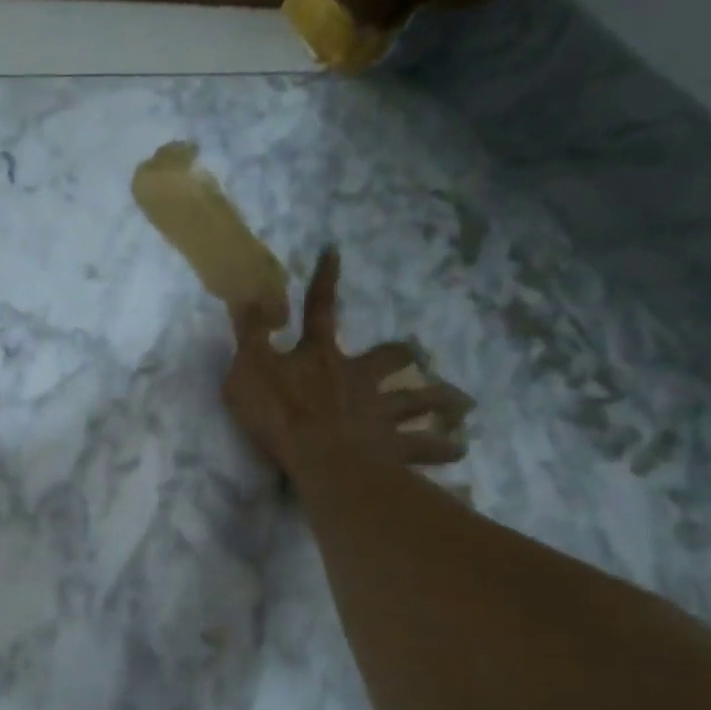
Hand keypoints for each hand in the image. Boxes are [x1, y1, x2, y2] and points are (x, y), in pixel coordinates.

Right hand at [223, 247, 471, 477]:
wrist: (320, 458)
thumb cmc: (279, 414)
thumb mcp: (248, 368)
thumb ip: (251, 334)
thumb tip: (249, 294)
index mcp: (321, 356)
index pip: (319, 309)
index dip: (324, 280)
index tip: (333, 251)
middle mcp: (359, 378)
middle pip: (389, 359)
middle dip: (403, 355)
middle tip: (418, 357)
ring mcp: (382, 412)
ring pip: (420, 401)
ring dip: (442, 401)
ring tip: (462, 405)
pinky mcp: (395, 446)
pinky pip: (426, 446)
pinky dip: (444, 447)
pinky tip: (459, 448)